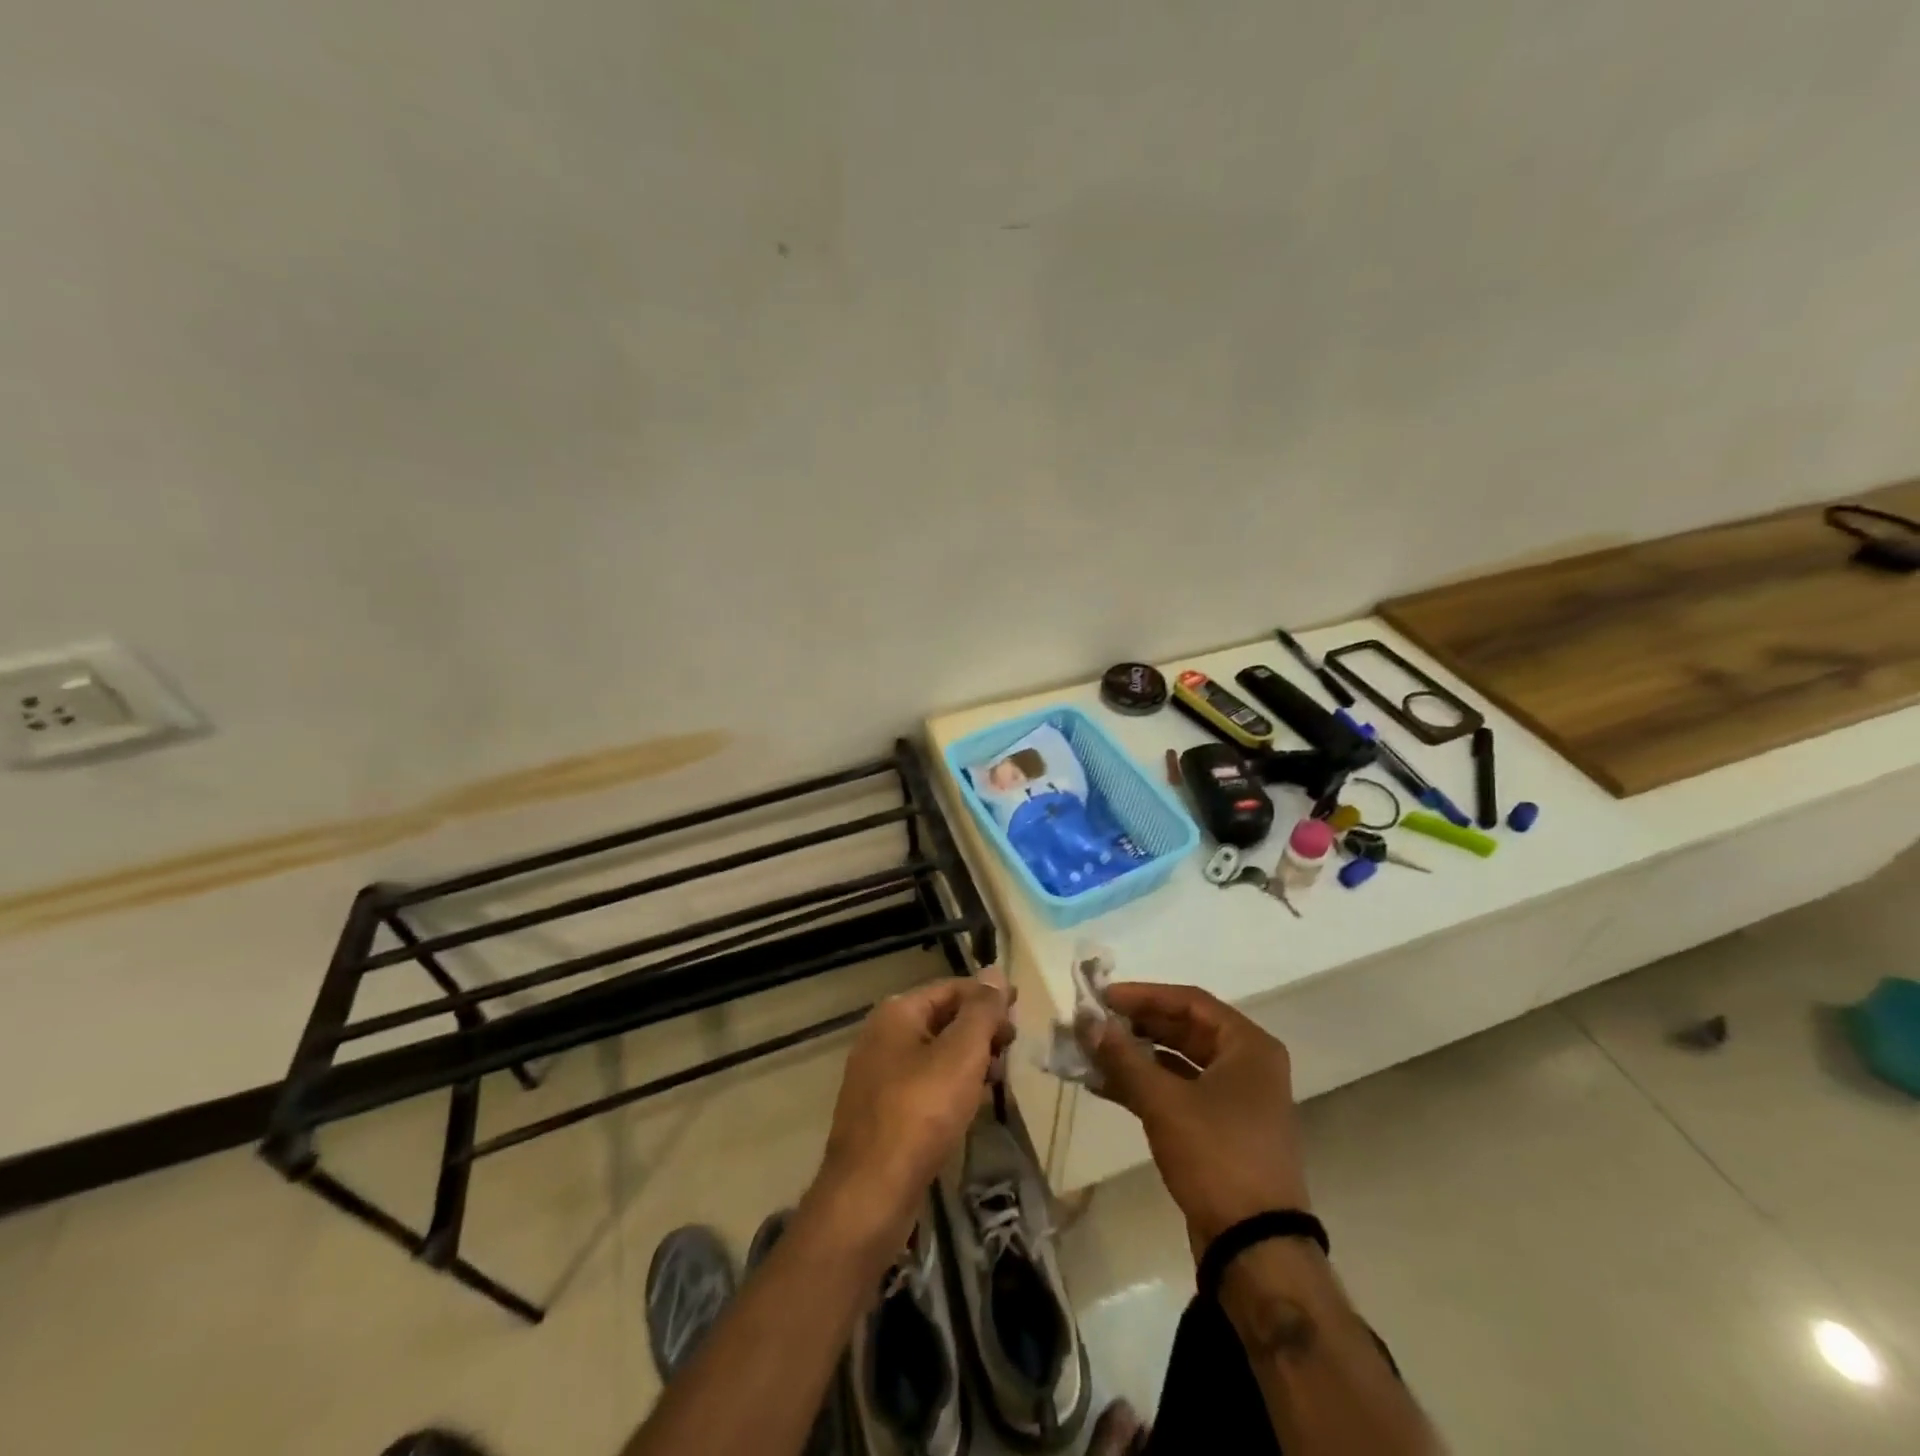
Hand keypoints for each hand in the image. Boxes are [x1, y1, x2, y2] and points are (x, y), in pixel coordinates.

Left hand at [812, 968, 1016, 1249]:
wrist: (870, 1193)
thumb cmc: (920, 1112)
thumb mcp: (961, 1054)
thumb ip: (981, 1011)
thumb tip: (995, 971)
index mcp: (896, 1013)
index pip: (950, 988)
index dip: (987, 995)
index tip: (1020, 1009)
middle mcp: (881, 1036)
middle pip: (941, 1018)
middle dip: (979, 1028)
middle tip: (1012, 1046)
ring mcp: (878, 1075)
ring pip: (934, 1053)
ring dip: (969, 1058)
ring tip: (999, 1076)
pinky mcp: (881, 1112)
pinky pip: (924, 1084)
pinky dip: (951, 1085)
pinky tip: (972, 1103)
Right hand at [1083, 982, 1309, 1253]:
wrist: (1255, 1248)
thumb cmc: (1217, 1156)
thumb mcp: (1164, 1101)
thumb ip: (1122, 1056)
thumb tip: (1086, 1021)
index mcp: (1249, 1047)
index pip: (1190, 1001)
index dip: (1144, 995)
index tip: (1103, 997)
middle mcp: (1247, 1066)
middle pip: (1184, 1030)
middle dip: (1136, 1027)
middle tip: (1094, 1024)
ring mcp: (1235, 1100)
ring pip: (1178, 1063)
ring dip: (1135, 1057)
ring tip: (1091, 1052)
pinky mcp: (1220, 1130)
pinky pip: (1178, 1092)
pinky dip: (1144, 1086)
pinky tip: (1105, 1085)